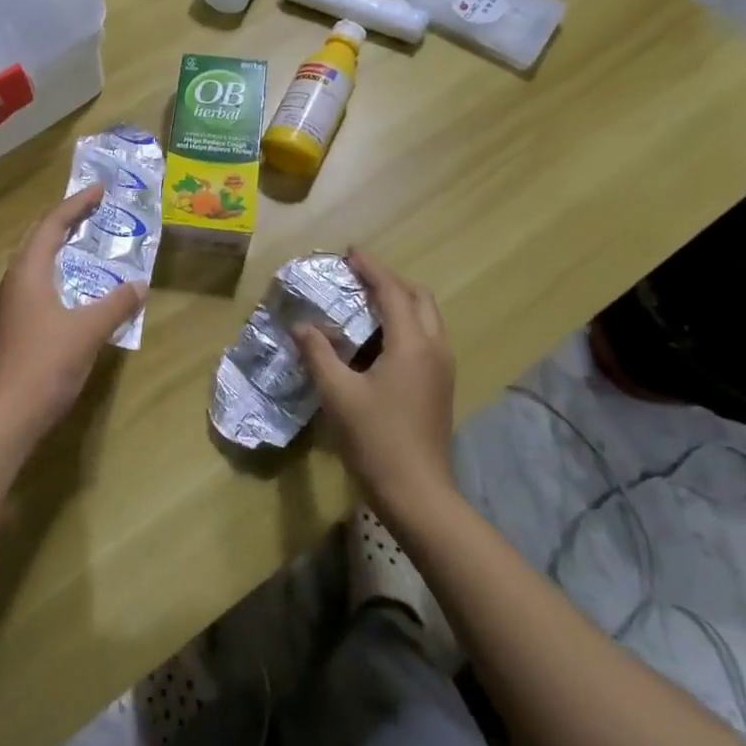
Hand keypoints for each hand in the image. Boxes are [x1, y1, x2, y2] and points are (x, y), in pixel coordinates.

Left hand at [0, 185, 146, 455]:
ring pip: (34, 261)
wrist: (5, 416)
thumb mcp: (88, 331)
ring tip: (86, 240)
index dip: (76, 204)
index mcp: (28, 271)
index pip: (52, 224)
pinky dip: (57, 271)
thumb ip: (116, 304)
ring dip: (58, 245)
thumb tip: (140, 284)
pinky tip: (75, 287)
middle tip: (93, 208)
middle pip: (38, 237)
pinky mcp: (14, 325)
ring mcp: (11, 304)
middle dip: (65, 219)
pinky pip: (36, 282)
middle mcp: (14, 280)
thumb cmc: (44, 365)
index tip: (99, 189)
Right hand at [294, 248, 456, 516]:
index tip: (350, 252)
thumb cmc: (376, 439)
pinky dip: (404, 326)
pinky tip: (377, 341)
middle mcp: (434, 349)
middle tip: (358, 278)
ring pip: (426, 319)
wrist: (418, 493)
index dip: (371, 269)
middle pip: (419, 299)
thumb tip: (303, 326)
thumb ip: (319, 353)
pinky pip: (425, 339)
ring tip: (365, 304)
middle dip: (390, 282)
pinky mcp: (440, 387)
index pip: (392, 292)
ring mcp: (442, 370)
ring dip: (399, 303)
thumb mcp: (338, 393)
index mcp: (412, 345)